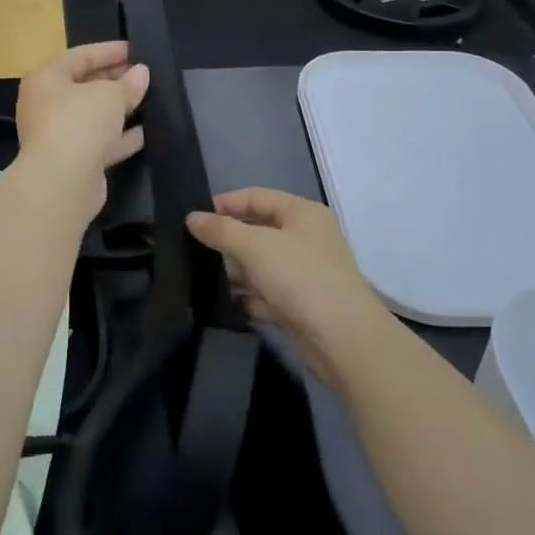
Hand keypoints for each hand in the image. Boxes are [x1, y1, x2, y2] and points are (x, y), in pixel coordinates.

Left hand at [15, 42, 150, 216]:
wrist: (62, 181)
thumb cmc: (80, 122)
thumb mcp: (110, 95)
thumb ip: (128, 83)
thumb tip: (141, 73)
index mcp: (46, 80)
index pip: (79, 56)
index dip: (108, 51)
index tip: (135, 50)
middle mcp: (47, 106)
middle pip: (84, 86)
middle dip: (115, 80)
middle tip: (143, 75)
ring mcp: (59, 135)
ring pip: (93, 116)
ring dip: (119, 109)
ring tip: (148, 100)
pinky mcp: (74, 161)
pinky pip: (100, 142)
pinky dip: (120, 136)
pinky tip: (145, 132)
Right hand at [187, 189, 390, 385]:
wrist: (342, 337)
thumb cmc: (299, 277)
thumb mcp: (254, 246)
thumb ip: (221, 230)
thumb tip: (192, 217)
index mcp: (301, 213)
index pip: (256, 197)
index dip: (224, 204)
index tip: (193, 218)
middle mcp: (306, 237)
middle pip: (257, 230)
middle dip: (228, 241)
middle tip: (193, 250)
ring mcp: (305, 272)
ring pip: (261, 264)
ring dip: (237, 272)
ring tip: (203, 278)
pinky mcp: (301, 303)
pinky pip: (268, 292)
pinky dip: (250, 297)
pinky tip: (228, 303)